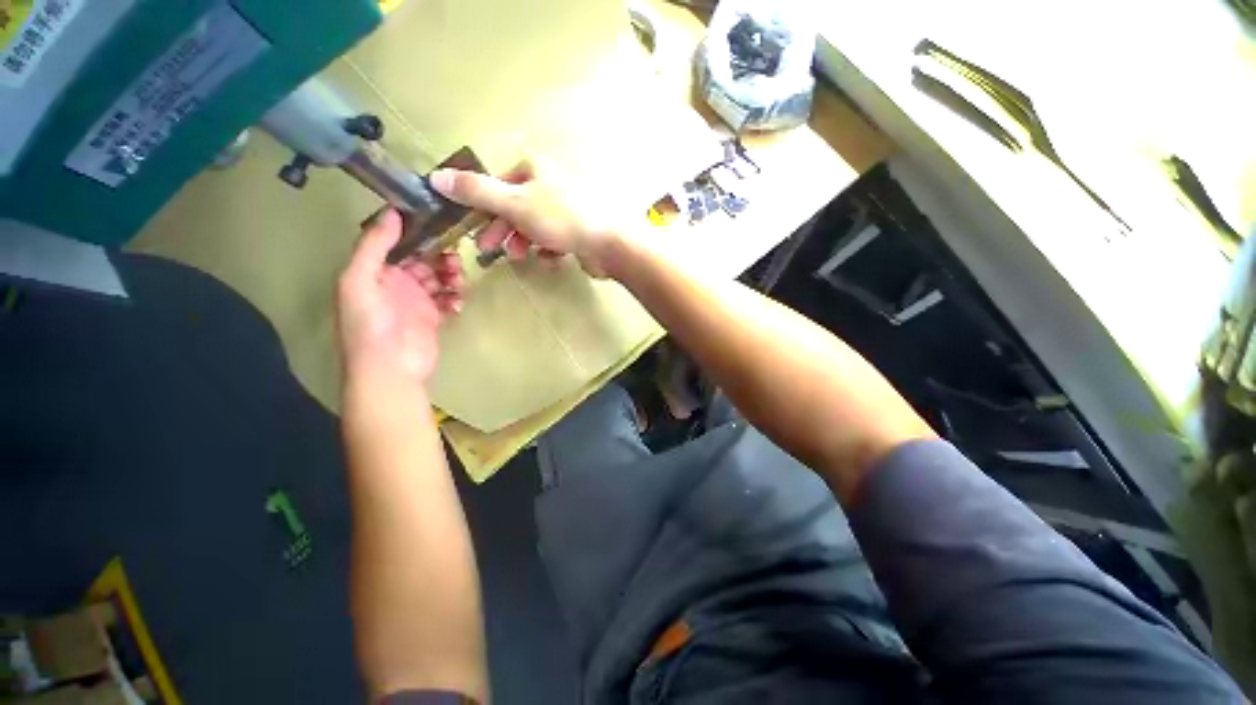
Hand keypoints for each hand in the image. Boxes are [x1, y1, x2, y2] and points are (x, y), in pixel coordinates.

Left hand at [337, 209, 464, 384]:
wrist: (390, 369)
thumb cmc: (370, 324)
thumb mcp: (359, 280)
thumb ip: (373, 246)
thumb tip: (392, 211)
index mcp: (374, 270)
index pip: (397, 242)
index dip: (416, 232)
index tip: (438, 224)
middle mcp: (395, 281)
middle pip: (423, 258)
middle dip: (439, 255)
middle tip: (454, 259)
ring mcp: (416, 300)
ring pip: (439, 277)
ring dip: (450, 275)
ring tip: (457, 283)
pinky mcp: (433, 317)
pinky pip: (449, 299)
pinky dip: (455, 298)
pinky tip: (456, 304)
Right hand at [428, 160, 630, 277]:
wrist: (609, 243)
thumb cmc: (561, 219)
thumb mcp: (514, 203)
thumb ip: (476, 191)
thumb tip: (436, 176)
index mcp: (534, 169)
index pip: (497, 186)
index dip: (483, 209)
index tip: (474, 231)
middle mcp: (550, 184)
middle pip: (515, 207)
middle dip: (502, 230)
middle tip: (490, 250)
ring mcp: (566, 209)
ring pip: (534, 226)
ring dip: (524, 242)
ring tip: (521, 257)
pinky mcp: (578, 231)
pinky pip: (555, 240)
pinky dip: (548, 250)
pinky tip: (551, 260)